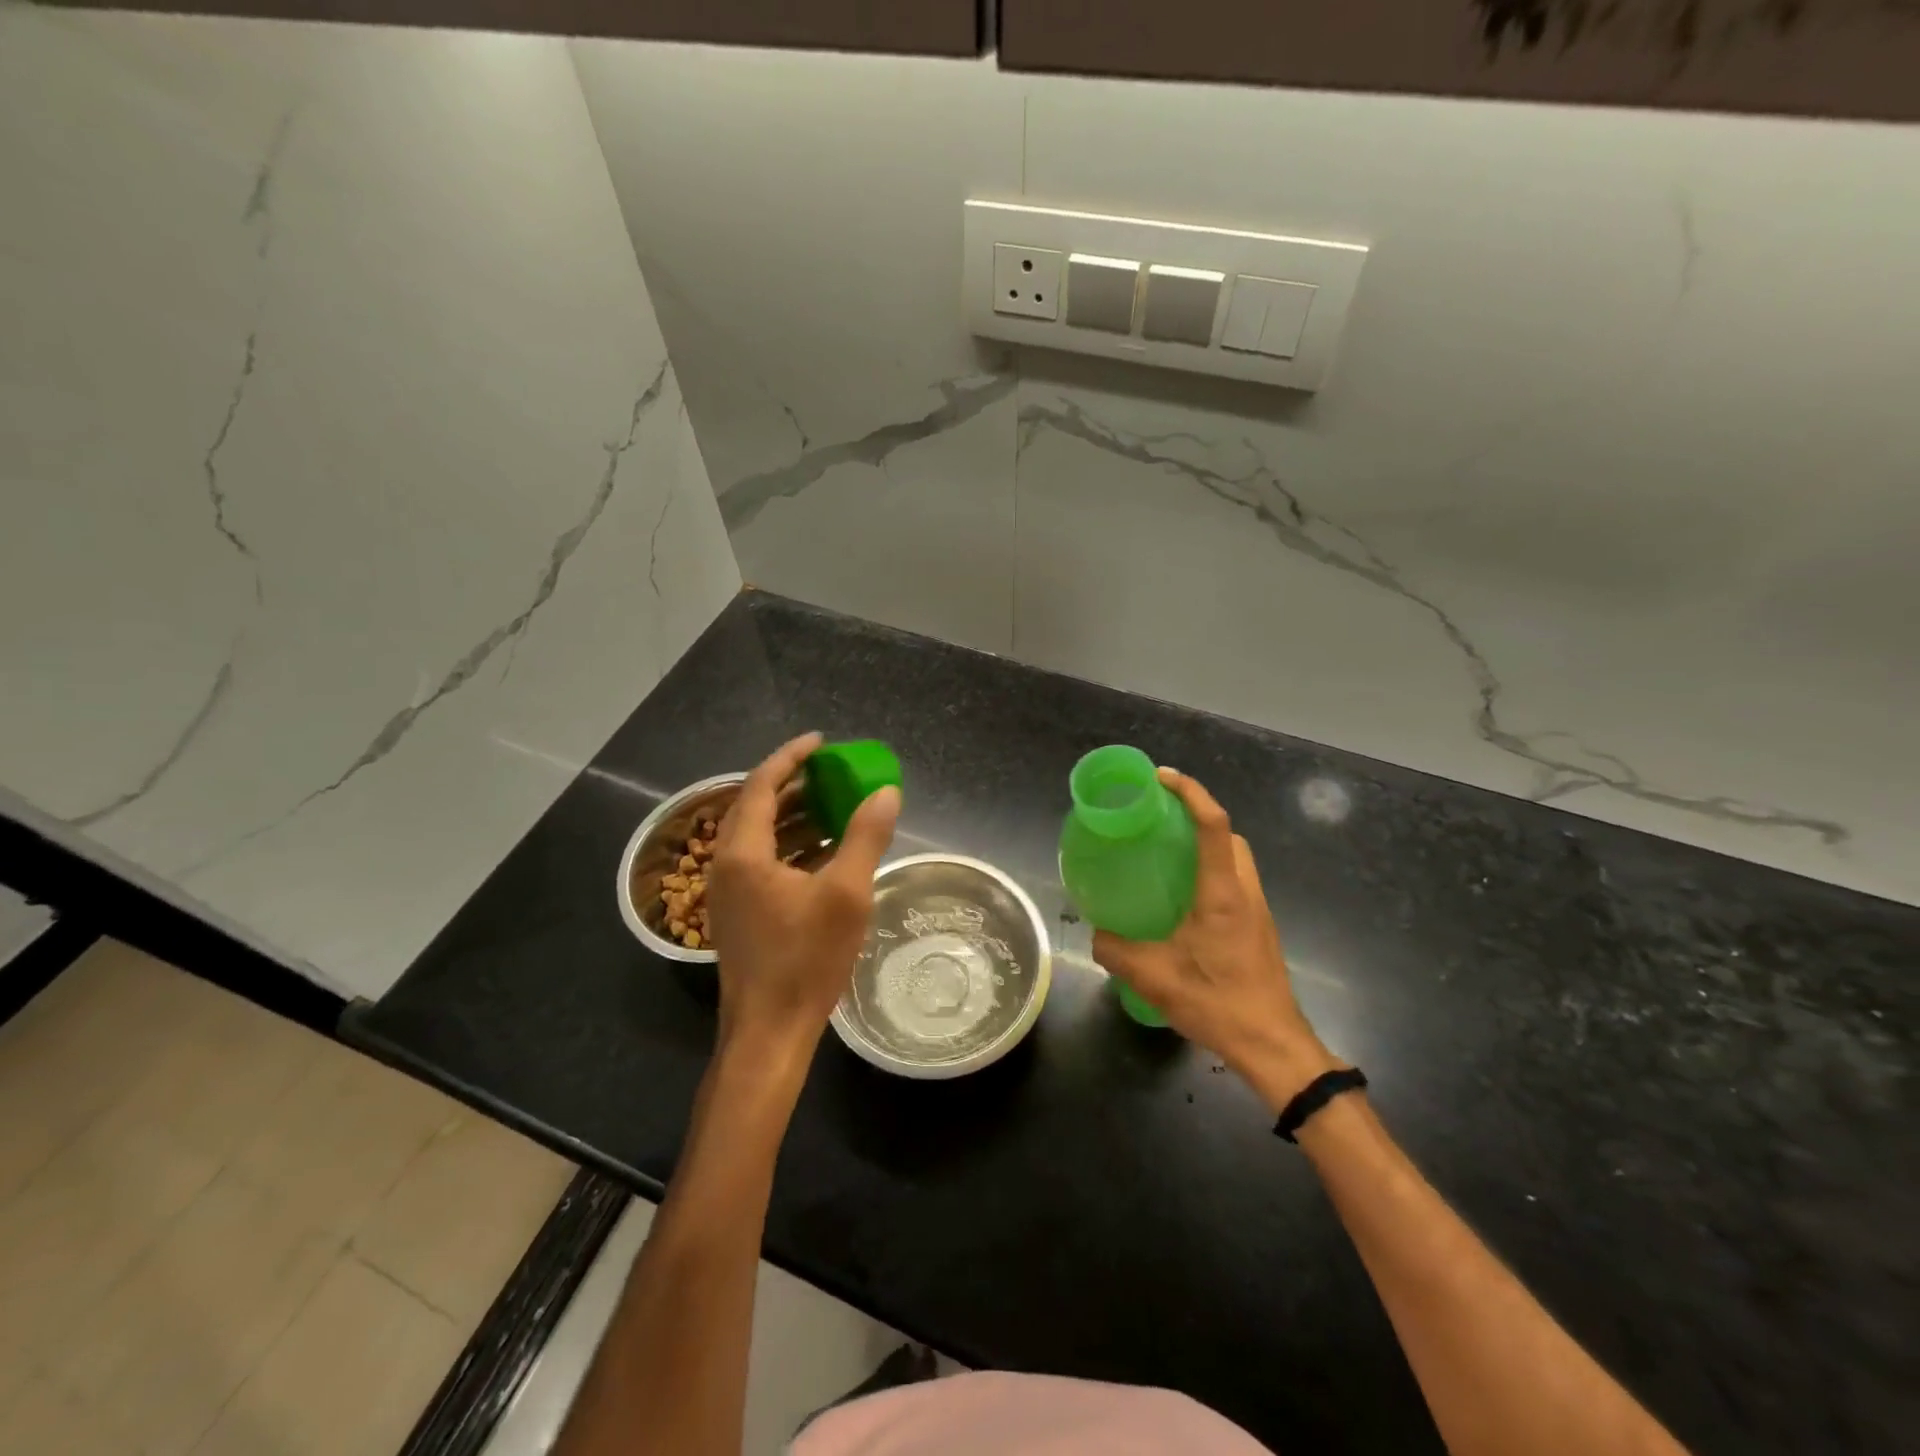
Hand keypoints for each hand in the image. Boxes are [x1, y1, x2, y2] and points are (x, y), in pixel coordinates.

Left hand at [706, 733, 899, 1062]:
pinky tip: (826, 852)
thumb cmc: (805, 961)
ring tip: (834, 806)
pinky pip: (762, 862)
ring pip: (759, 836)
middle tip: (831, 773)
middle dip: (794, 785)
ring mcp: (729, 892)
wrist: (768, 1033)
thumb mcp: (845, 894)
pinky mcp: (739, 913)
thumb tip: (886, 792)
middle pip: (756, 807)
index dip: (791, 757)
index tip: (821, 742)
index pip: (762, 785)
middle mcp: (726, 865)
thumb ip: (864, 837)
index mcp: (743, 853)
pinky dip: (792, 847)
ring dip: (794, 817)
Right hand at [1092, 768, 1340, 1111]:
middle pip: (1229, 835)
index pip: (1213, 825)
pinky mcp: (1259, 930)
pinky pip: (1236, 883)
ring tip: (1167, 855)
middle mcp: (1245, 892)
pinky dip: (1212, 872)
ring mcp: (1257, 911)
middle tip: (1159, 820)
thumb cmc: (1218, 1002)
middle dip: (1198, 815)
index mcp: (1223, 893)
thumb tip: (1095, 934)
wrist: (1274, 1046)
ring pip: (1236, 859)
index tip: (1161, 778)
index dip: (1190, 792)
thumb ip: (1116, 950)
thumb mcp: (1153, 977)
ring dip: (1207, 845)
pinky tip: (1183, 899)